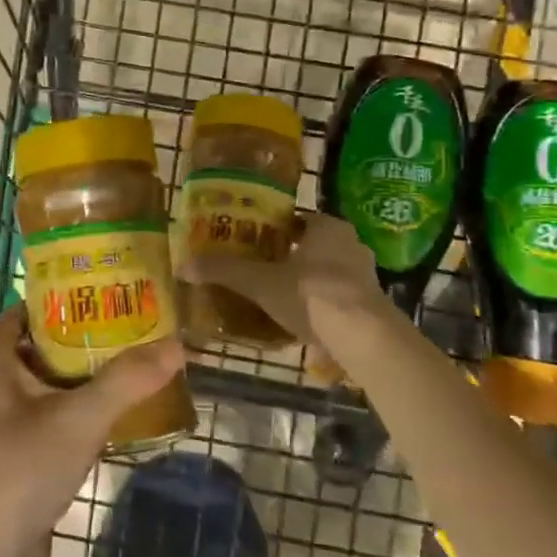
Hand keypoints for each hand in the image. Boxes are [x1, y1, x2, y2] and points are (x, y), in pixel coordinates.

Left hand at [0, 305, 183, 556]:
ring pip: (52, 377)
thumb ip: (127, 379)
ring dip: (91, 371)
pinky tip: (120, 406)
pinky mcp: (11, 446)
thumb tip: (179, 342)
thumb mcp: (78, 420)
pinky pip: (51, 409)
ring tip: (142, 358)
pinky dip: (81, 403)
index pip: (37, 305)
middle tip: (144, 324)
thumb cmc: (18, 473)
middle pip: (48, 340)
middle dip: (94, 335)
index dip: (79, 296)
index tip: (124, 290)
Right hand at [182, 213, 386, 350]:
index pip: (296, 219)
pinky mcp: (373, 304)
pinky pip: (339, 297)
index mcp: (327, 227)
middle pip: (312, 245)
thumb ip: (225, 272)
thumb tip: (183, 265)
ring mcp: (366, 275)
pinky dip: (322, 304)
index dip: (274, 229)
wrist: (364, 337)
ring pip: (327, 272)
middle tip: (261, 270)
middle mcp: (350, 243)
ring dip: (307, 281)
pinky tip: (302, 321)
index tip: (252, 241)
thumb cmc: (312, 295)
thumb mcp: (261, 283)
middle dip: (290, 257)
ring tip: (278, 298)